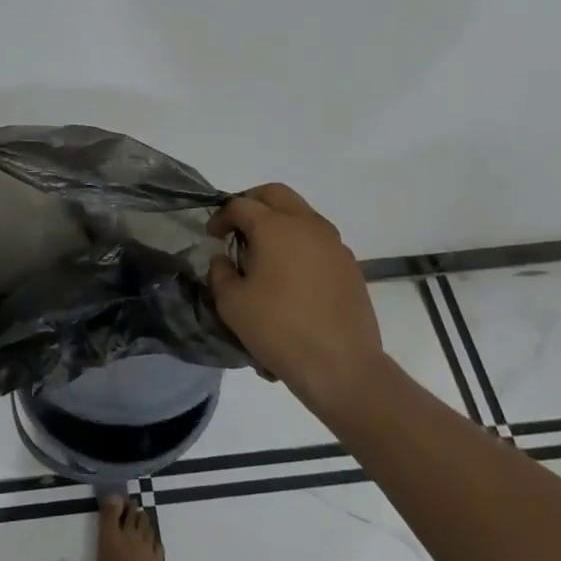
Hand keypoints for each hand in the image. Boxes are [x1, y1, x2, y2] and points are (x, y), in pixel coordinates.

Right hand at [208, 183, 383, 415]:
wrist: (342, 366)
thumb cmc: (279, 330)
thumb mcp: (232, 304)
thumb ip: (220, 273)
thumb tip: (224, 260)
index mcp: (275, 227)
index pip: (240, 205)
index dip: (221, 216)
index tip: (212, 236)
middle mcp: (307, 225)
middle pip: (276, 194)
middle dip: (252, 202)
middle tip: (237, 226)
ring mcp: (333, 244)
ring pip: (301, 214)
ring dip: (279, 221)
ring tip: (264, 252)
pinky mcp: (349, 265)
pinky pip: (318, 240)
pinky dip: (299, 243)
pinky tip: (290, 276)